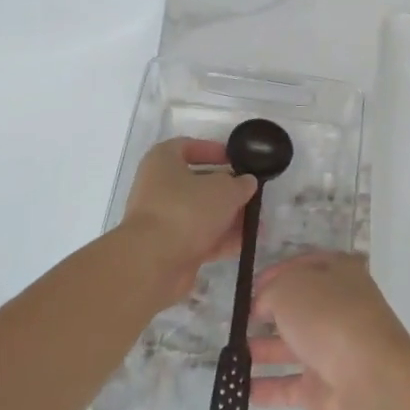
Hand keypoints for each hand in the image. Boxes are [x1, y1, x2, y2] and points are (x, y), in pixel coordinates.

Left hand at [119, 138, 256, 304]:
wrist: (153, 263)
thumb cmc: (186, 210)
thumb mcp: (224, 189)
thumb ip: (240, 183)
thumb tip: (246, 183)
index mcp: (162, 161)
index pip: (187, 146)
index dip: (213, 150)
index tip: (236, 160)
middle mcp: (158, 188)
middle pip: (197, 183)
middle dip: (227, 190)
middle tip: (251, 194)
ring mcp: (162, 220)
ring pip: (201, 213)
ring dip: (228, 217)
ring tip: (256, 223)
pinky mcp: (168, 248)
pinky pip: (199, 238)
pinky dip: (221, 239)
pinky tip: (246, 243)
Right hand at [250, 253, 409, 409]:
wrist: (368, 381)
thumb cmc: (329, 318)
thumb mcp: (290, 288)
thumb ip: (270, 292)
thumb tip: (262, 306)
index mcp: (340, 274)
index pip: (304, 266)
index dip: (276, 273)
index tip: (249, 286)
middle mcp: (339, 309)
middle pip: (299, 307)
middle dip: (268, 313)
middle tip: (236, 321)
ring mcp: (333, 350)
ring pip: (292, 346)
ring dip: (263, 349)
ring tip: (230, 353)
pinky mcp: (325, 389)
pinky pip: (289, 386)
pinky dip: (267, 387)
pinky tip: (239, 388)